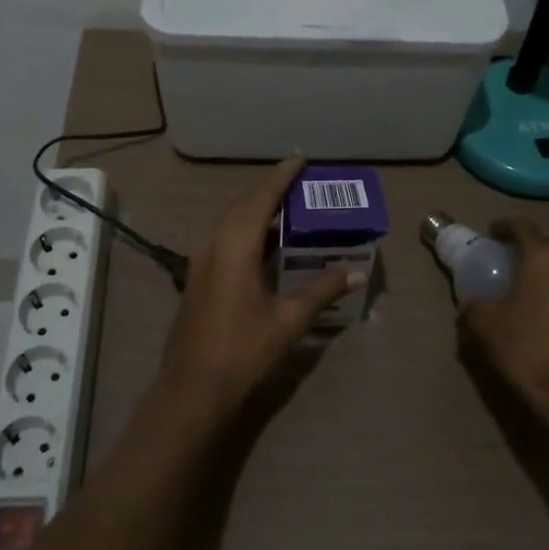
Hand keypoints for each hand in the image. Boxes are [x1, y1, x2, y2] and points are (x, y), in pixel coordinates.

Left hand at [154, 158, 363, 427]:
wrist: (192, 390)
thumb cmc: (242, 352)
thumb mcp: (288, 321)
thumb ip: (321, 291)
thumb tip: (356, 272)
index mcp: (235, 247)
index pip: (261, 198)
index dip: (281, 176)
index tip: (301, 159)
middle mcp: (214, 245)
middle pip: (243, 204)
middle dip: (269, 189)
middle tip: (299, 182)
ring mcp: (201, 261)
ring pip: (231, 221)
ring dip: (257, 210)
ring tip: (288, 207)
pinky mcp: (197, 278)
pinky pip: (225, 239)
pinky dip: (247, 230)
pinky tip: (265, 244)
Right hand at [458, 217, 548, 426]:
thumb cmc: (529, 351)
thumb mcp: (484, 327)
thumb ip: (474, 307)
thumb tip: (472, 304)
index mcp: (545, 257)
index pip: (523, 225)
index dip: (505, 226)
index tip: (492, 235)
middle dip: (538, 249)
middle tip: (519, 265)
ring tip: (542, 293)